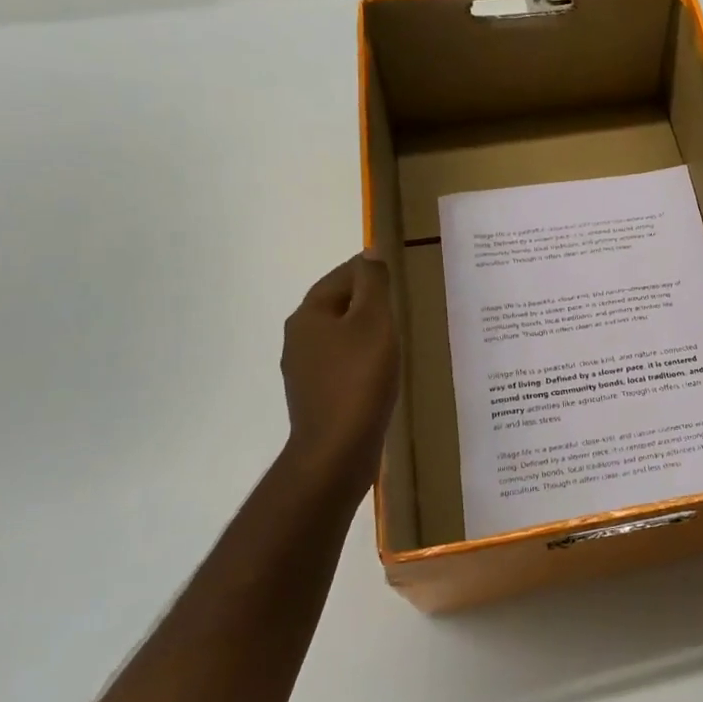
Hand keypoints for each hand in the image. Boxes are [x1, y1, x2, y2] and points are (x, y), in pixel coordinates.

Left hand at [279, 253, 399, 494]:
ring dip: (365, 331)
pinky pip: (343, 364)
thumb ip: (373, 284)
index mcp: (309, 315)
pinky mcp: (317, 396)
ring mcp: (305, 370)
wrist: (337, 451)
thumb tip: (370, 251)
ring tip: (398, 333)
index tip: (398, 269)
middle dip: (367, 300)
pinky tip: (383, 368)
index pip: (341, 276)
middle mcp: (299, 338)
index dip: (369, 269)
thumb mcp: (373, 322)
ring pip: (340, 336)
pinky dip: (363, 358)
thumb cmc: (359, 378)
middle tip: (403, 299)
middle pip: (337, 305)